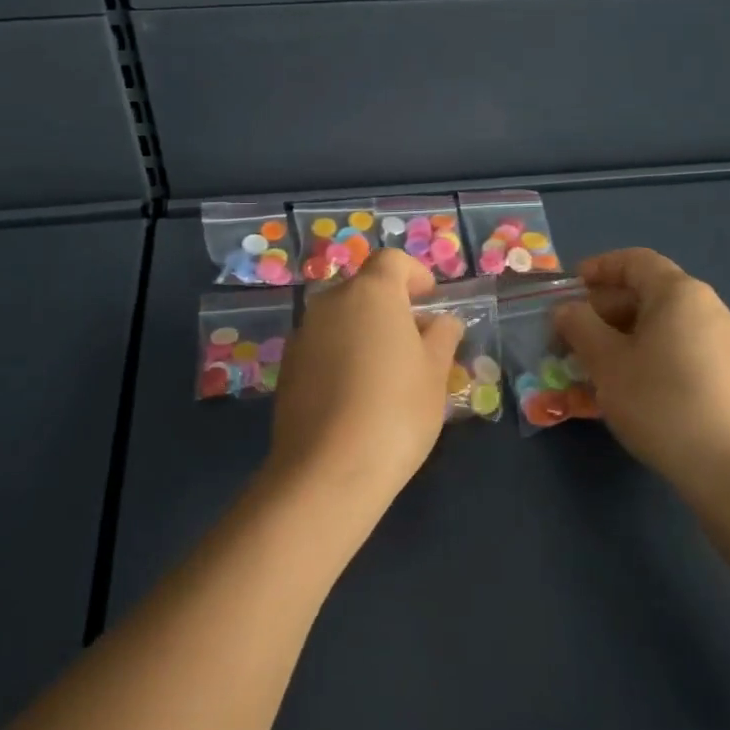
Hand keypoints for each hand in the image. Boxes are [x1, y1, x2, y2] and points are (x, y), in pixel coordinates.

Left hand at [268, 249, 463, 514]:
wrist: (328, 469)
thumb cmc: (396, 411)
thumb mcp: (434, 373)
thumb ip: (442, 337)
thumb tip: (442, 321)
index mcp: (370, 292)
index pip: (391, 261)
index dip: (415, 274)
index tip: (430, 299)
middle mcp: (330, 302)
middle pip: (364, 289)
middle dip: (390, 306)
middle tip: (415, 341)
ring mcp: (303, 333)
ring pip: (341, 318)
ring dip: (364, 330)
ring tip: (387, 371)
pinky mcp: (287, 366)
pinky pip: (322, 345)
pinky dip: (341, 354)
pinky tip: (355, 393)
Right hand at [554, 248, 729, 502]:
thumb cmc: (659, 402)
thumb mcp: (606, 362)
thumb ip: (580, 326)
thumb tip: (567, 310)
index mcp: (680, 294)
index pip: (635, 261)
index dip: (598, 268)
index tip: (569, 288)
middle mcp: (709, 308)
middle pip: (649, 293)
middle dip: (604, 309)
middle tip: (572, 335)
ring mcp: (726, 343)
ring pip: (663, 325)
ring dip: (623, 336)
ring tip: (593, 364)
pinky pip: (681, 349)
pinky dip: (649, 355)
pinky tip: (628, 386)